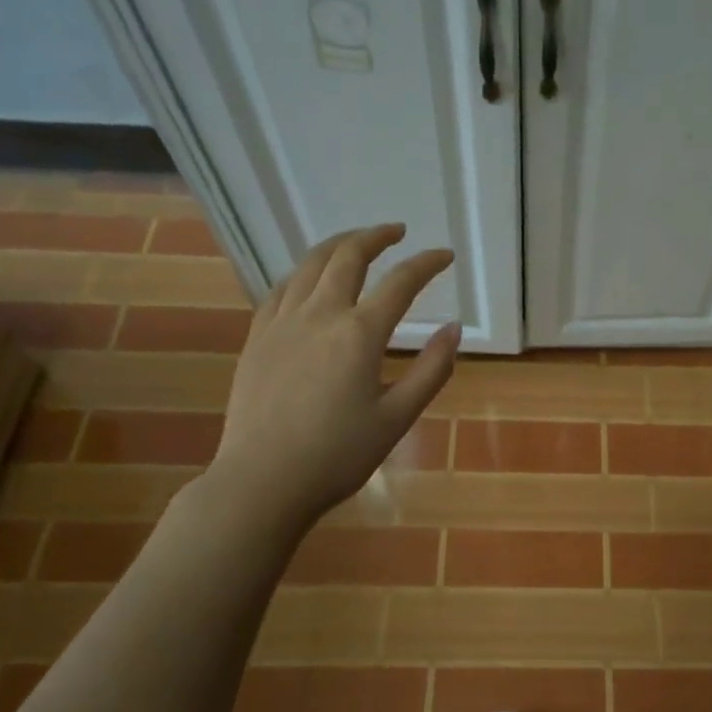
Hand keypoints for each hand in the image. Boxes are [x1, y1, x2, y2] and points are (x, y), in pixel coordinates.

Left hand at [205, 224, 458, 527]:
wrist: (262, 480)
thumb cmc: (338, 455)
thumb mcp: (398, 418)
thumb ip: (431, 370)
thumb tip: (453, 329)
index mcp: (359, 333)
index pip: (401, 282)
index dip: (427, 263)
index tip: (445, 255)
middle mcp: (319, 314)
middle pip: (348, 256)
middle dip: (375, 236)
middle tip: (395, 231)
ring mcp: (282, 322)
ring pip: (309, 265)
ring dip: (337, 245)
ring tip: (355, 242)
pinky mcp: (257, 337)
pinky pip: (281, 288)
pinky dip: (303, 273)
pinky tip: (308, 279)